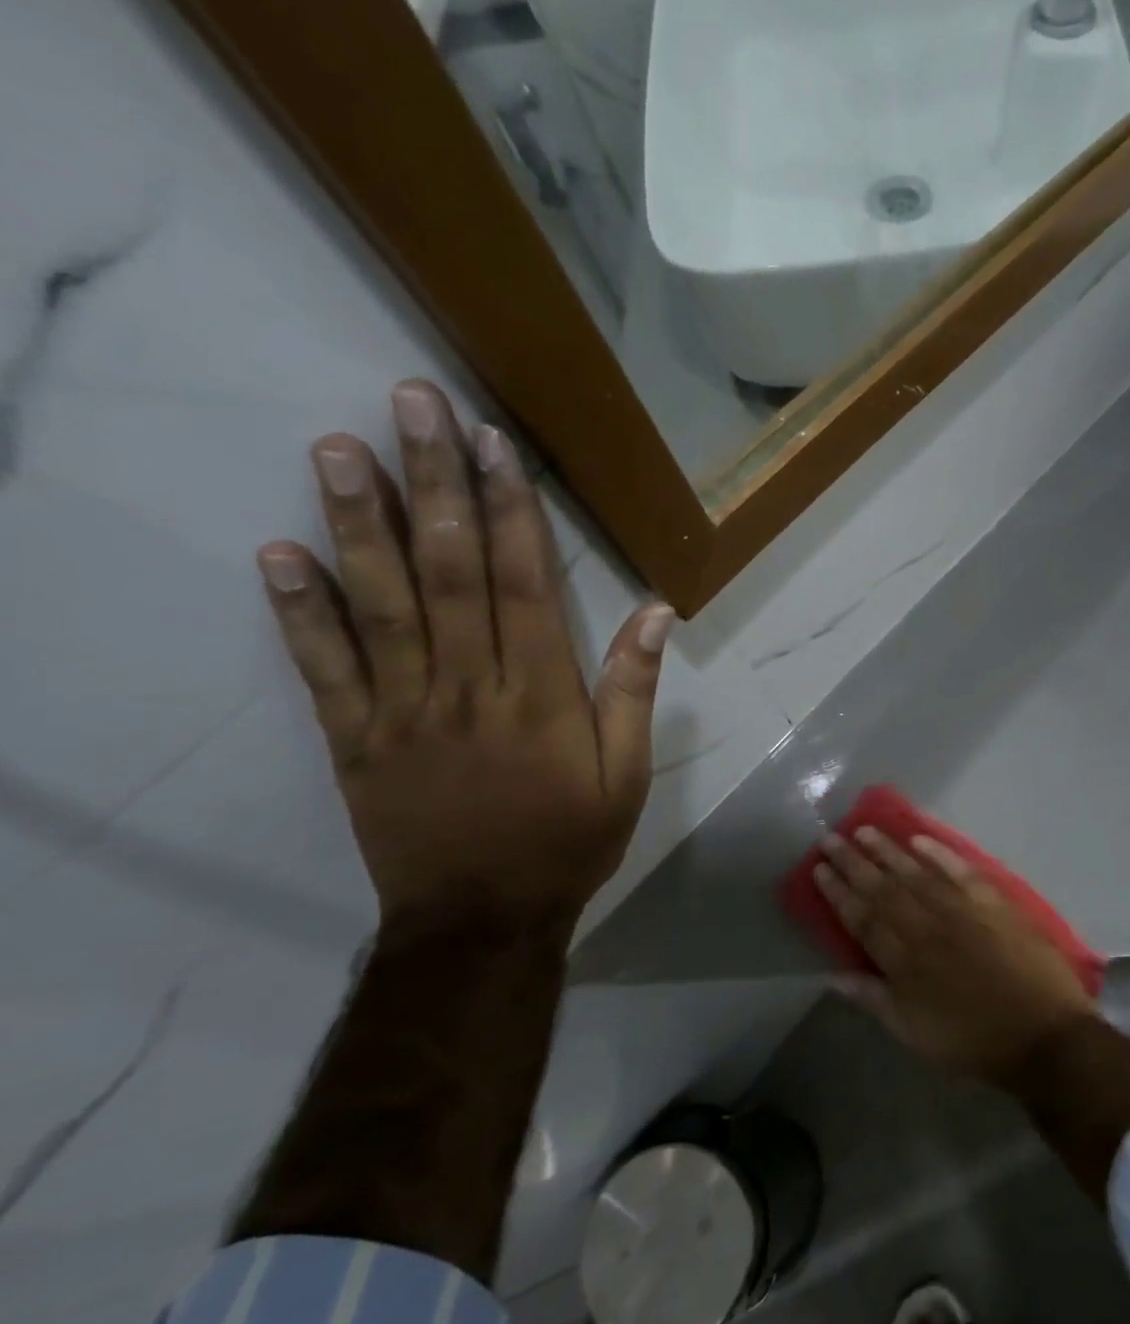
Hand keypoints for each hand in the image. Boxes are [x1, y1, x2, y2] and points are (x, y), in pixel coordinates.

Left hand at [256, 379, 670, 928]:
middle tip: (410, 406)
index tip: (493, 444)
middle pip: (449, 573)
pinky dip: (300, 613)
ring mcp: (404, 711)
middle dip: (433, 485)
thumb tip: (657, 614)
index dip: (509, 510)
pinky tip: (278, 554)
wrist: (483, 917)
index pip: (523, 585)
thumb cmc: (569, 840)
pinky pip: (324, 670)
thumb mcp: (627, 774)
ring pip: (381, 606)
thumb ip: (633, 691)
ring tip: (338, 450)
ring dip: (359, 525)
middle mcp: (469, 688)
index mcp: (541, 695)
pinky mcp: (356, 740)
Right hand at [813, 827, 1097, 1084]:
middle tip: (831, 838)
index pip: (863, 917)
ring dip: (889, 850)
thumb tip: (832, 976)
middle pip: (884, 887)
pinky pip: (960, 870)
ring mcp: (962, 909)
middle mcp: (927, 926)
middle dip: (854, 862)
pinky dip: (939, 853)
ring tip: (865, 830)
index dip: (839, 892)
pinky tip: (920, 838)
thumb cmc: (972, 1040)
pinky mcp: (993, 901)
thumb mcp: (913, 1032)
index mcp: (904, 960)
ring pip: (917, 872)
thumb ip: (873, 999)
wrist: (1041, 1034)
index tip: (820, 868)